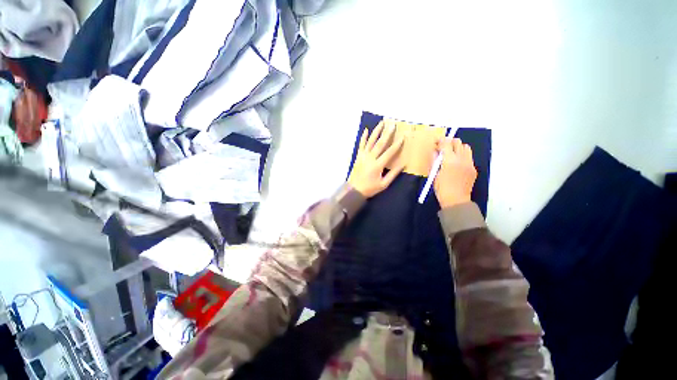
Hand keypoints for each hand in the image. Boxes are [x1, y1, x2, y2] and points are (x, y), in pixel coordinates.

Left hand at [348, 121, 404, 197]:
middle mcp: (370, 158)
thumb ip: (393, 173)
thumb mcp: (384, 184)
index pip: (389, 153)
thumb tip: (403, 164)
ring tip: (381, 123)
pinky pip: (361, 145)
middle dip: (387, 133)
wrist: (354, 189)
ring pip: (370, 141)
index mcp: (377, 165)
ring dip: (376, 131)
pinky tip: (366, 130)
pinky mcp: (358, 156)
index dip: (396, 145)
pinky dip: (363, 137)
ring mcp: (363, 156)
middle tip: (392, 124)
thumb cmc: (370, 188)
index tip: (402, 137)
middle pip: (380, 144)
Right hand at [433, 137, 476, 207]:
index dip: (440, 140)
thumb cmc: (441, 188)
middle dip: (449, 142)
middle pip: (458, 142)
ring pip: (466, 147)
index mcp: (450, 161)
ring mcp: (469, 163)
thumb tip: (435, 151)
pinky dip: (462, 155)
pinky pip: (469, 156)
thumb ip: (434, 161)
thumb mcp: (434, 174)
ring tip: (451, 154)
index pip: (446, 144)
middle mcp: (462, 159)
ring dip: (457, 147)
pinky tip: (456, 163)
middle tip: (442, 147)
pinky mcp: (473, 168)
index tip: (436, 142)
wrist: (456, 200)